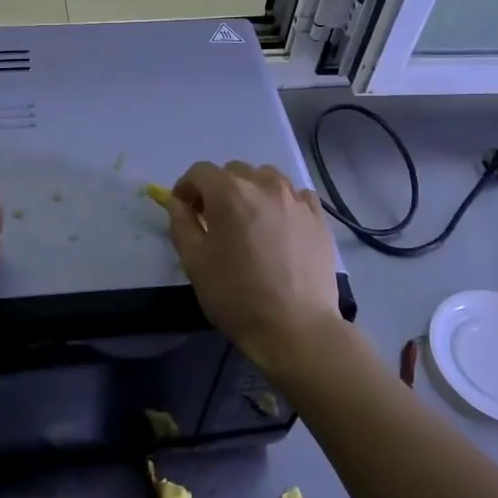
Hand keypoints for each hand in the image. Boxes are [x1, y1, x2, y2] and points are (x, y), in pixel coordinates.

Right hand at [165, 160, 342, 368]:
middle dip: (218, 189)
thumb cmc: (236, 295)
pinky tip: (280, 227)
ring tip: (249, 221)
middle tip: (214, 220)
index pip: (200, 172)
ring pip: (267, 178)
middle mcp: (265, 185)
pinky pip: (297, 196)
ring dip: (251, 191)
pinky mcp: (319, 218)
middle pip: (234, 171)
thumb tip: (178, 202)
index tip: (184, 210)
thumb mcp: (194, 262)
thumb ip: (181, 224)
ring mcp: (296, 200)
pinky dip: (282, 202)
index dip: (186, 188)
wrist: (295, 326)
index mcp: (230, 193)